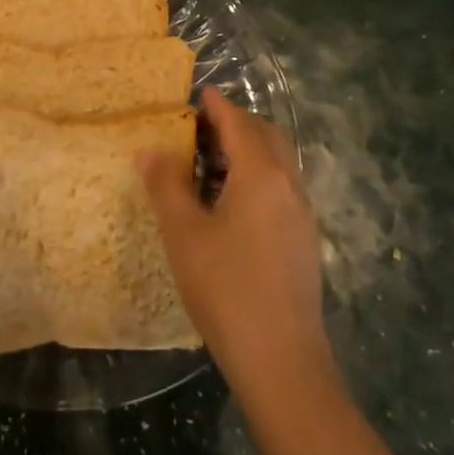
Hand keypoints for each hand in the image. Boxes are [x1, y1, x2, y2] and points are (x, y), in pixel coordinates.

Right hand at [139, 86, 334, 403]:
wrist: (282, 361)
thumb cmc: (226, 288)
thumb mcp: (183, 233)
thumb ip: (165, 184)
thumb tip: (149, 149)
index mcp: (260, 174)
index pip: (238, 123)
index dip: (217, 105)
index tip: (199, 93)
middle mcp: (288, 184)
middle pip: (265, 136)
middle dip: (236, 124)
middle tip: (201, 128)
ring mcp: (302, 214)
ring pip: (277, 163)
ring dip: (249, 151)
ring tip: (210, 164)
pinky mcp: (304, 241)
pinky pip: (282, 188)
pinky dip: (258, 176)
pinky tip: (232, 204)